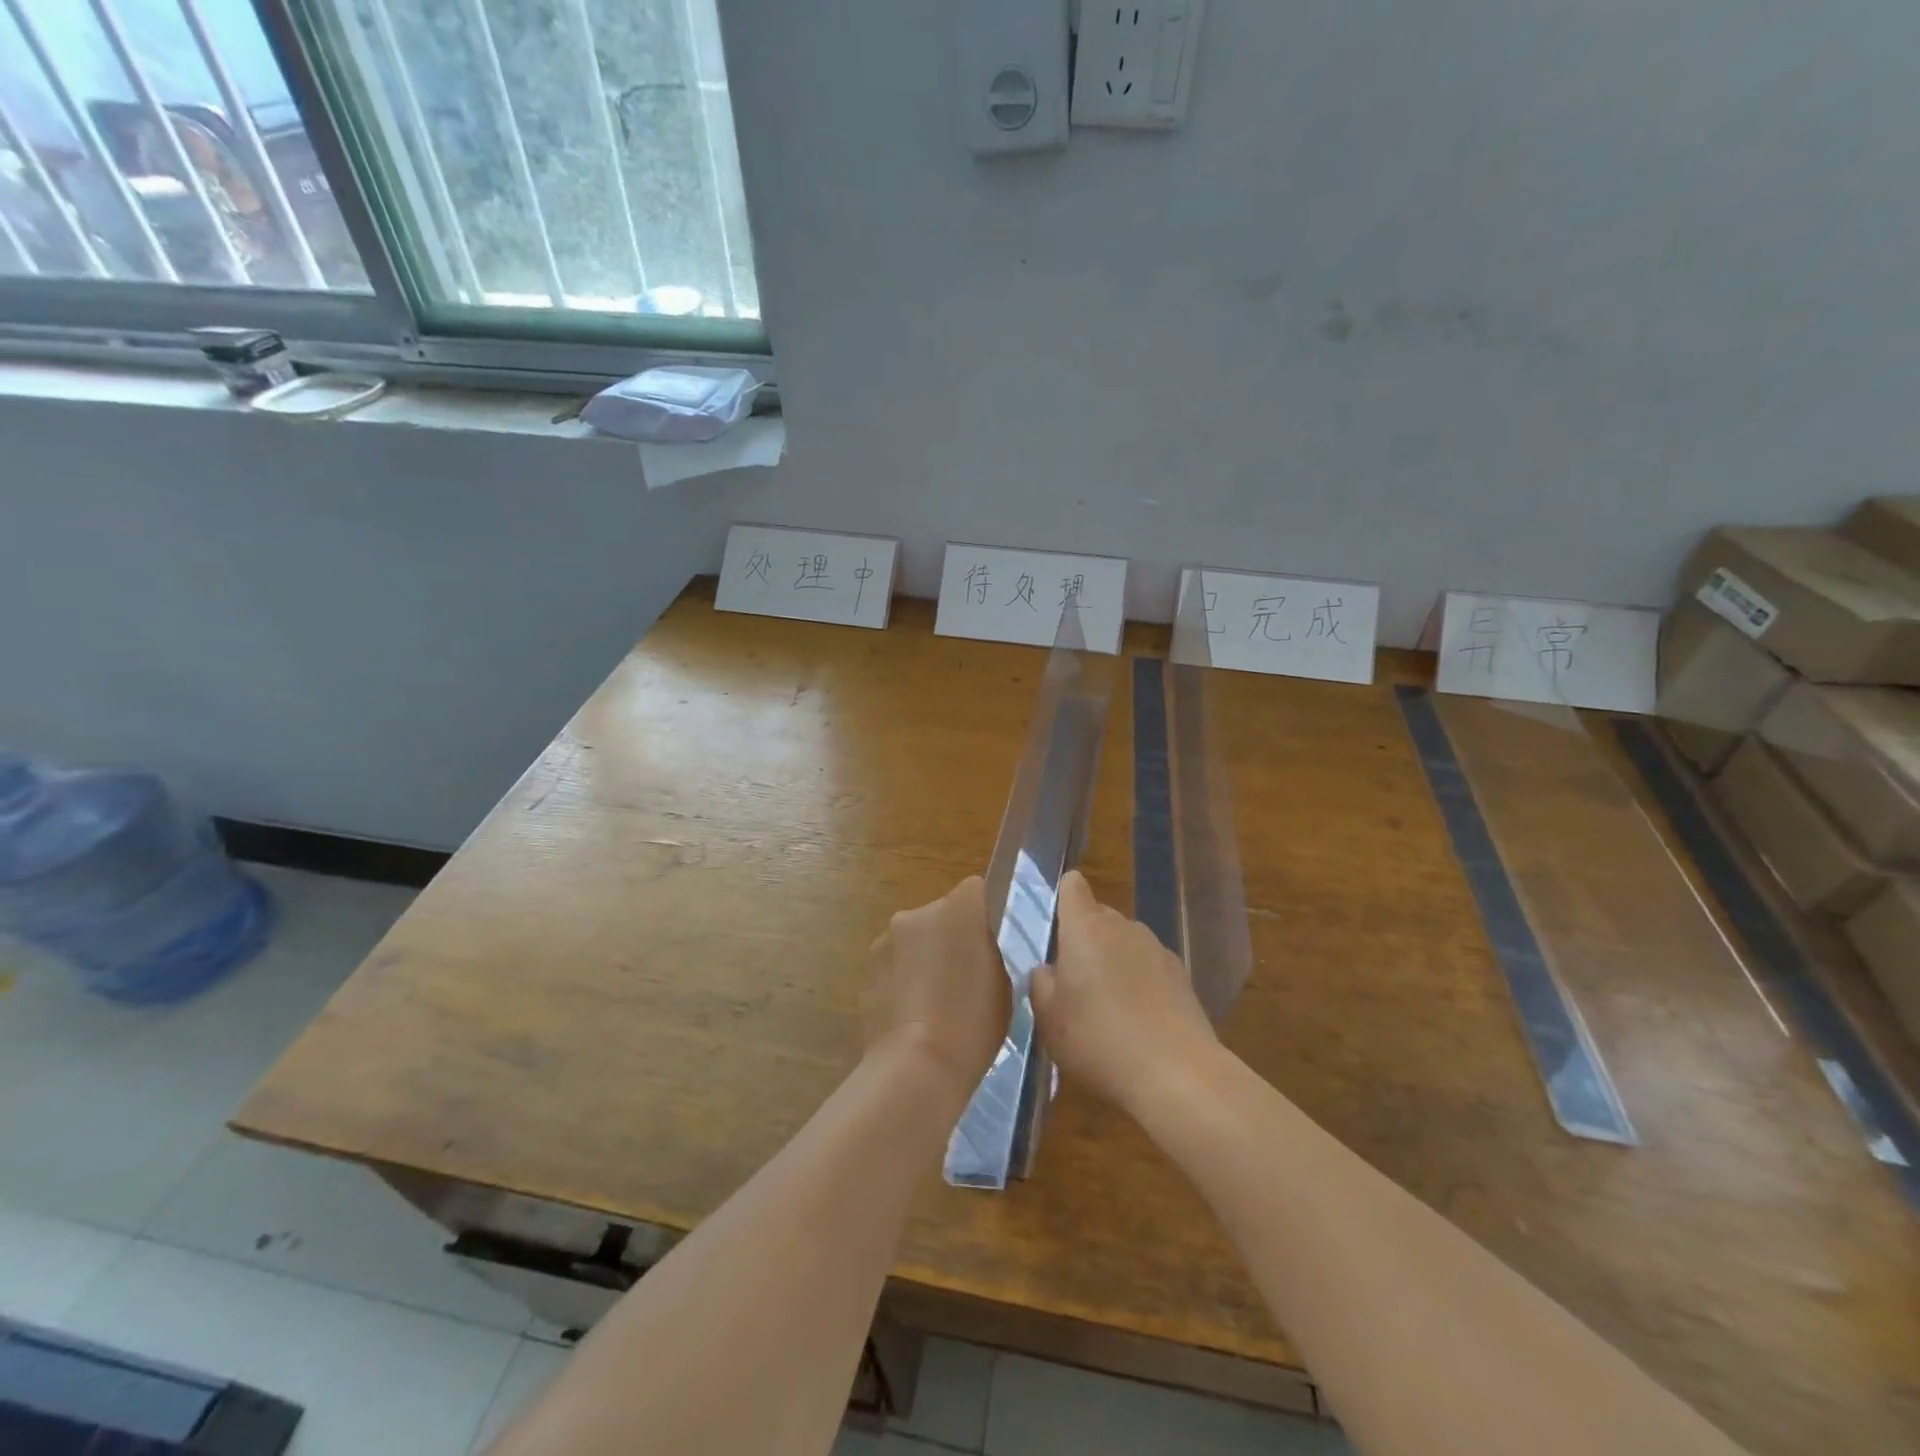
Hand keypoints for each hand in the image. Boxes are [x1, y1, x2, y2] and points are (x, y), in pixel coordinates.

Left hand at [863, 877, 1009, 1103]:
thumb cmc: (973, 1022)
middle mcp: (918, 913)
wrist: (917, 1065)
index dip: (982, 915)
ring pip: (913, 939)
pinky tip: (913, 1017)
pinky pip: (894, 966)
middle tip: (964, 978)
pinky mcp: (866, 969)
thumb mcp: (1003, 982)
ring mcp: (886, 940)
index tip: (988, 945)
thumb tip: (976, 948)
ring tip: (935, 1004)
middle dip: (950, 937)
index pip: (975, 890)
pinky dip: (903, 981)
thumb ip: (988, 952)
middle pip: (940, 913)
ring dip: (923, 958)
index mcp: (959, 908)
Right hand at [1030, 871, 1217, 1111]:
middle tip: (1074, 980)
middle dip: (1085, 938)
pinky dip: (1140, 981)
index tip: (1057, 923)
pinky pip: (1149, 966)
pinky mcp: (1181, 975)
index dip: (1064, 896)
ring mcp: (1156, 948)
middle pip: (1099, 916)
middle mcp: (1122, 927)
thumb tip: (1048, 969)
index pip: (1073, 888)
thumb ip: (1042, 984)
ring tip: (1108, 1005)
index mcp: (1084, 928)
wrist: (1175, 1072)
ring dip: (1114, 960)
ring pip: (1125, 942)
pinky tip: (1138, 1019)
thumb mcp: (1049, 1019)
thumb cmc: (1098, 1039)